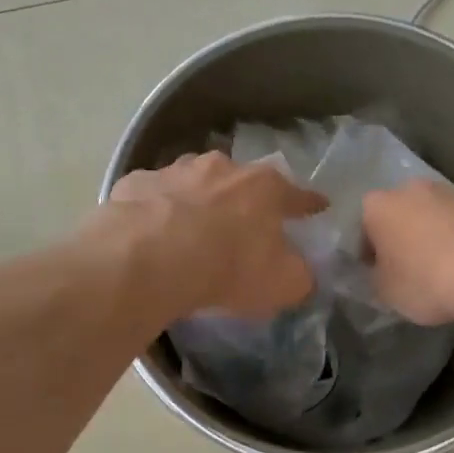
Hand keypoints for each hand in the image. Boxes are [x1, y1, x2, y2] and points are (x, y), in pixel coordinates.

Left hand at [109, 152, 327, 318]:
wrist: (150, 259)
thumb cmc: (229, 267)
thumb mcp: (283, 284)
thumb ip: (299, 276)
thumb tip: (301, 273)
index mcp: (265, 187)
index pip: (297, 194)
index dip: (309, 204)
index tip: (318, 207)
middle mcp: (222, 168)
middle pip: (241, 182)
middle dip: (245, 200)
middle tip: (244, 225)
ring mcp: (175, 171)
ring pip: (194, 182)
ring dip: (198, 200)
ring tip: (193, 228)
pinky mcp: (135, 183)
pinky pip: (153, 197)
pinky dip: (156, 211)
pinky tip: (151, 233)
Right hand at [362, 181, 453, 325]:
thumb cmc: (426, 280)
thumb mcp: (386, 292)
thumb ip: (376, 276)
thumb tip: (380, 270)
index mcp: (378, 206)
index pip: (363, 228)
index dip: (368, 252)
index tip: (379, 274)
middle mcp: (410, 189)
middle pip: (400, 213)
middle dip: (402, 236)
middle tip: (410, 269)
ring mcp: (450, 191)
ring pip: (433, 214)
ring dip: (433, 234)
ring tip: (444, 267)